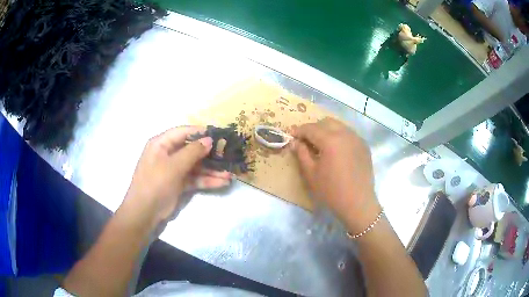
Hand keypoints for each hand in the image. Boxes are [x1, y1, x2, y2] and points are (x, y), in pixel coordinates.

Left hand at [120, 126, 231, 227]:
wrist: (145, 212)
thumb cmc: (155, 183)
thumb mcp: (173, 166)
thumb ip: (192, 152)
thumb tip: (209, 140)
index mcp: (161, 144)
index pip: (183, 132)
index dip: (201, 132)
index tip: (219, 134)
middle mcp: (168, 154)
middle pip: (192, 149)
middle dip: (210, 154)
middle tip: (228, 155)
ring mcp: (174, 169)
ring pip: (196, 166)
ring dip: (212, 170)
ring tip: (230, 173)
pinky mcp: (179, 183)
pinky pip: (195, 178)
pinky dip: (207, 180)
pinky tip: (222, 182)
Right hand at [292, 118, 380, 232]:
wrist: (358, 203)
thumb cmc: (331, 191)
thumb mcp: (311, 174)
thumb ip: (302, 154)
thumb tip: (295, 142)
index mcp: (330, 140)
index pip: (311, 128)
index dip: (299, 131)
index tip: (292, 136)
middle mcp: (345, 134)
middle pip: (326, 122)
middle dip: (314, 128)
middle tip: (306, 141)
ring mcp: (357, 138)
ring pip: (339, 125)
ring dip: (327, 130)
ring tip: (321, 144)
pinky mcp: (364, 146)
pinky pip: (349, 134)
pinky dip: (339, 136)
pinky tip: (337, 150)